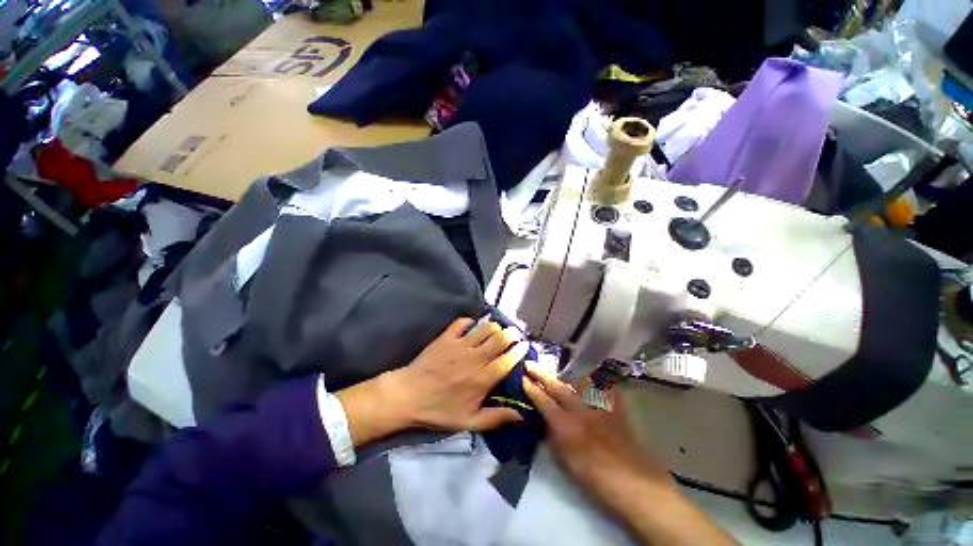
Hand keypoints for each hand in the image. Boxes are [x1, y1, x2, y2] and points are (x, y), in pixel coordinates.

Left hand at [338, 317, 527, 446]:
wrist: (408, 396)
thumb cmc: (439, 410)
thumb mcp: (468, 422)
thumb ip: (496, 418)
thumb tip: (521, 414)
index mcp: (483, 378)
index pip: (509, 359)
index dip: (520, 350)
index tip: (524, 346)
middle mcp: (476, 357)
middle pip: (501, 338)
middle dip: (513, 333)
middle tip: (515, 334)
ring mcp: (461, 344)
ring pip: (486, 327)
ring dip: (495, 326)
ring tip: (498, 329)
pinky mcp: (447, 337)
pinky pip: (463, 322)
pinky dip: (471, 321)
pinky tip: (472, 327)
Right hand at [523, 365, 737, 545]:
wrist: (636, 485)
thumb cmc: (596, 480)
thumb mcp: (566, 463)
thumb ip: (553, 437)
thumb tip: (545, 420)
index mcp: (566, 426)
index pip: (543, 401)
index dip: (532, 388)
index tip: (523, 378)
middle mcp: (580, 410)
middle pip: (557, 386)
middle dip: (542, 374)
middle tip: (531, 364)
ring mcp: (599, 406)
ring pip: (578, 383)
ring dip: (565, 378)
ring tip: (558, 375)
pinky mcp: (615, 408)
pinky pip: (602, 389)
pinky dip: (594, 385)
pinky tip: (591, 383)